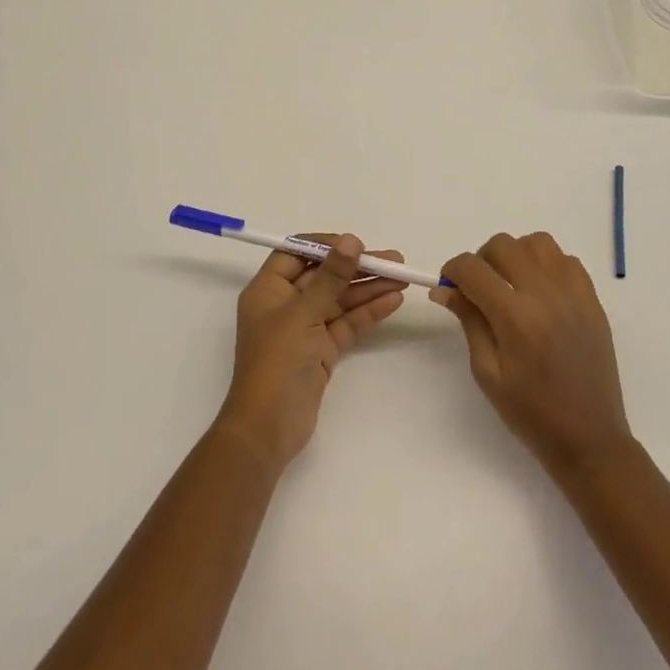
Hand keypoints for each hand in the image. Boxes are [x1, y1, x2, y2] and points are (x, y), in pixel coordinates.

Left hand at [215, 235, 406, 475]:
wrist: (269, 428)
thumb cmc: (277, 362)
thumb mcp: (303, 313)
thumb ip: (330, 277)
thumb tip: (351, 241)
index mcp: (268, 290)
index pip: (296, 253)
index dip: (326, 245)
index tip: (357, 243)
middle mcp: (285, 305)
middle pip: (324, 276)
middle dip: (357, 267)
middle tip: (394, 260)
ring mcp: (304, 329)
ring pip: (339, 300)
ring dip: (369, 288)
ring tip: (402, 278)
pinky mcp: (321, 350)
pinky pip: (346, 323)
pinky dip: (368, 312)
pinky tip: (393, 300)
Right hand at [435, 232, 631, 479]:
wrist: (589, 437)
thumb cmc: (530, 413)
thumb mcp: (487, 372)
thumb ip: (469, 321)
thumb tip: (445, 289)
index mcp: (515, 317)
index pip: (473, 268)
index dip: (453, 271)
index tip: (449, 286)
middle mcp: (546, 294)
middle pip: (503, 245)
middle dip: (481, 260)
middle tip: (478, 289)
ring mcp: (574, 293)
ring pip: (537, 242)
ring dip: (516, 255)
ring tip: (511, 285)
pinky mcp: (593, 300)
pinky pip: (566, 260)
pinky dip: (547, 265)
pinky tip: (540, 293)